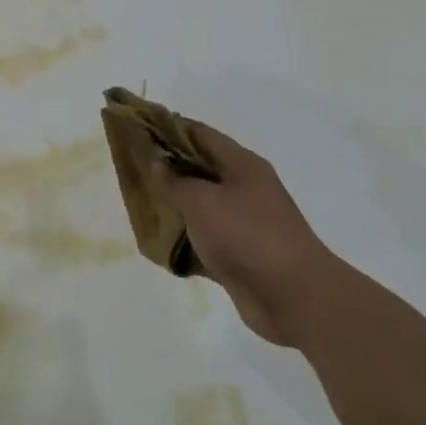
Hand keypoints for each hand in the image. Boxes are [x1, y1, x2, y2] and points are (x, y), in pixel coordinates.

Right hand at [158, 121, 341, 347]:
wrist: (295, 297)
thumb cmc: (247, 236)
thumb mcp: (202, 202)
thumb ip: (175, 180)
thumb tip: (159, 162)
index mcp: (241, 164)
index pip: (199, 133)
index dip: (167, 127)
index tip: (136, 128)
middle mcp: (245, 186)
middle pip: (199, 166)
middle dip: (166, 165)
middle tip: (131, 167)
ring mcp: (244, 220)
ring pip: (201, 202)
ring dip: (174, 201)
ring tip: (139, 201)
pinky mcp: (240, 251)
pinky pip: (205, 234)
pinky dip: (184, 234)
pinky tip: (159, 239)